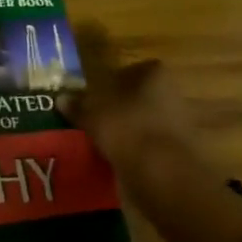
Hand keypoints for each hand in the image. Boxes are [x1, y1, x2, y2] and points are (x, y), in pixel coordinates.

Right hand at [61, 56, 203, 169]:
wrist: (163, 171)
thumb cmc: (127, 128)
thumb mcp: (92, 114)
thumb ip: (78, 106)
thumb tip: (61, 98)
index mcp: (155, 75)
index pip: (132, 70)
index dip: (112, 81)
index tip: (95, 94)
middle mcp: (173, 93)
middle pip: (141, 96)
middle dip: (121, 106)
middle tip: (96, 117)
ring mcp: (180, 123)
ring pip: (147, 121)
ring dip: (129, 129)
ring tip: (102, 140)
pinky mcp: (180, 151)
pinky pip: (151, 144)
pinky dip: (136, 150)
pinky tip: (118, 158)